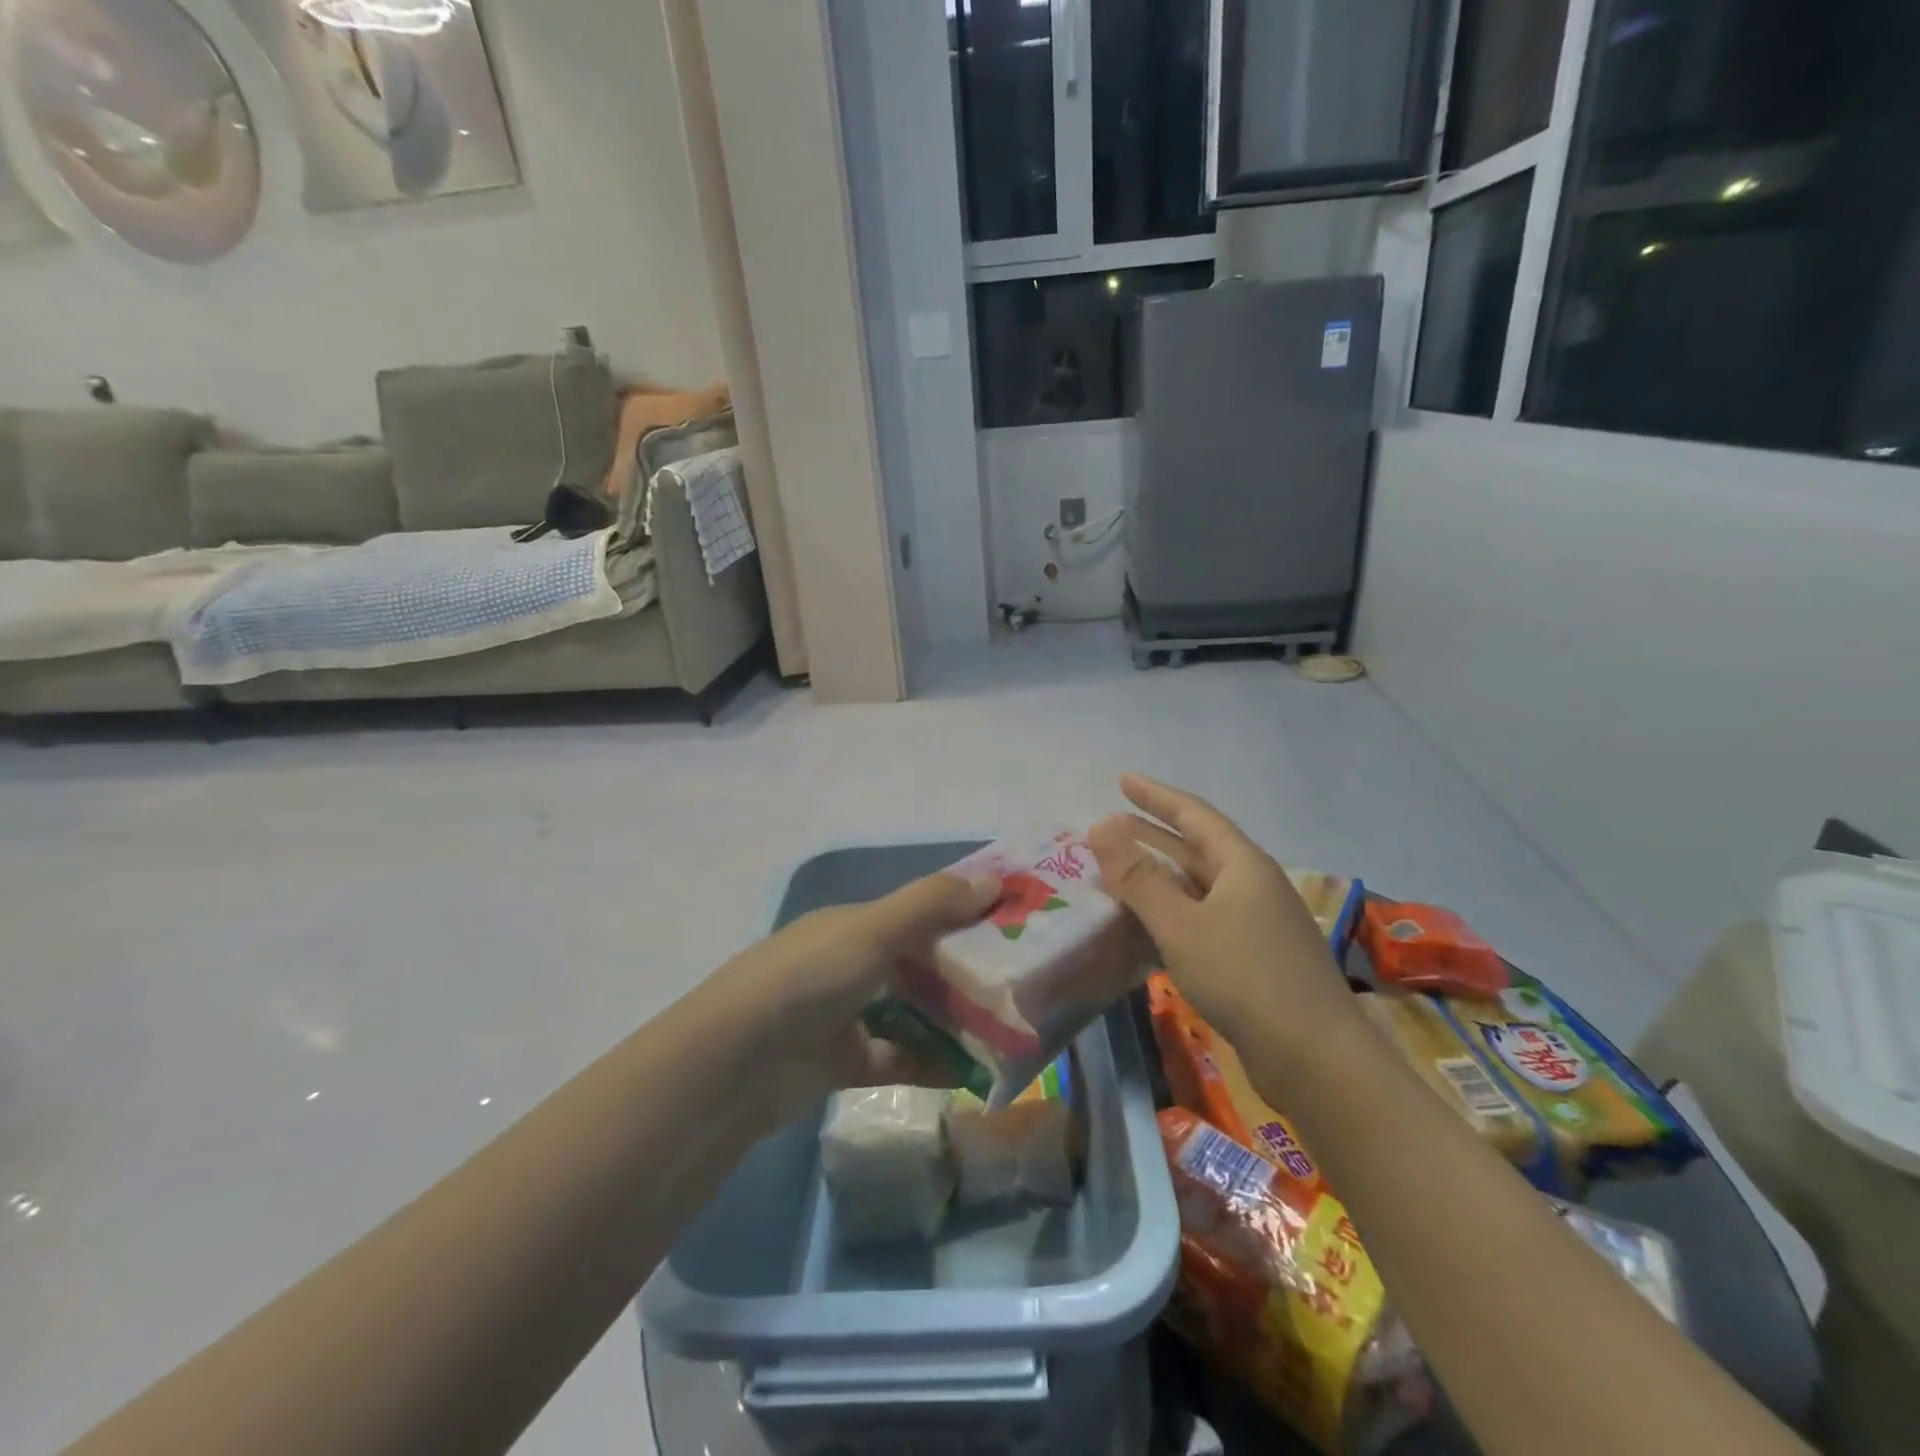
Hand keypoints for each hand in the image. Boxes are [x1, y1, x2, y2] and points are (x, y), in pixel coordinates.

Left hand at [704, 869, 1001, 1113]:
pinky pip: (896, 1057)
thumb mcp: (872, 930)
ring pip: (910, 1011)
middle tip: (1020, 980)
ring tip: (1005, 1028)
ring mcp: (843, 1015)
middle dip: (964, 969)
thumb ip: (931, 905)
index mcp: (853, 924)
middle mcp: (849, 963)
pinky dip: (928, 1062)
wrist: (734, 1065)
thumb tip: (993, 879)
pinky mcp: (840, 1063)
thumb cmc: (809, 978)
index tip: (1012, 920)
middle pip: (917, 962)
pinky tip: (969, 1071)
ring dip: (950, 1019)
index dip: (963, 911)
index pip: (918, 910)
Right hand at [1089, 775, 1353, 1051]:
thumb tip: (1100, 825)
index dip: (1156, 796)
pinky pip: (1204, 918)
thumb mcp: (1180, 923)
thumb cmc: (1243, 977)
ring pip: (1198, 886)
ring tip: (1119, 872)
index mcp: (1242, 864)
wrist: (1315, 1057)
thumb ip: (1138, 876)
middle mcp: (1252, 884)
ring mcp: (1257, 922)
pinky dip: (1172, 913)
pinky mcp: (1255, 956)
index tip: (1123, 780)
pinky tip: (1147, 927)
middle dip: (1152, 835)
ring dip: (1159, 877)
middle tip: (1110, 826)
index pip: (1194, 814)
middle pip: (1196, 848)